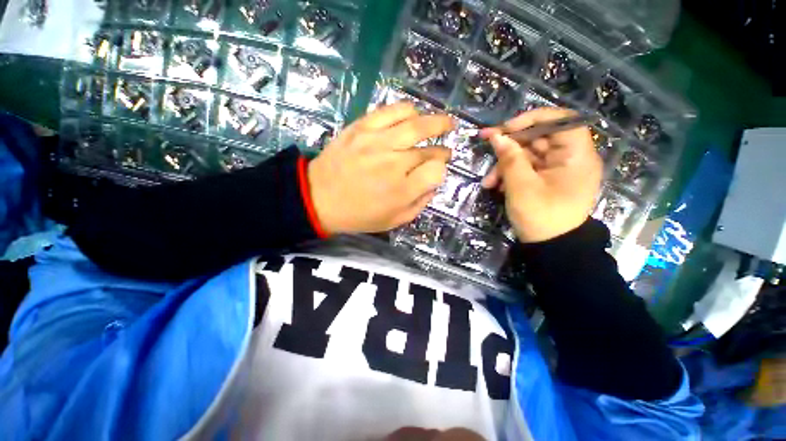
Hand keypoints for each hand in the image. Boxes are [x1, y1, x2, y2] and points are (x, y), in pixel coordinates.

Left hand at [308, 102, 454, 233]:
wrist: (319, 197)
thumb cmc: (358, 215)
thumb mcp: (393, 221)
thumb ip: (419, 204)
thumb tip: (433, 185)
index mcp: (401, 190)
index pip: (436, 171)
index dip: (441, 171)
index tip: (436, 172)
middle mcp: (393, 163)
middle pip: (429, 149)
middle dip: (442, 150)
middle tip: (446, 150)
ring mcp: (377, 142)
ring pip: (416, 124)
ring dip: (436, 122)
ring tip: (444, 123)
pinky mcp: (362, 128)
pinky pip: (391, 111)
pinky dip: (408, 111)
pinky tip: (413, 115)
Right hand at [480, 108, 601, 243]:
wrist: (550, 247)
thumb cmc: (540, 216)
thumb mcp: (521, 186)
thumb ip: (509, 158)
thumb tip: (496, 136)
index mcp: (576, 156)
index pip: (561, 120)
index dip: (533, 118)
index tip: (507, 128)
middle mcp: (570, 158)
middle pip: (539, 138)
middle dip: (510, 147)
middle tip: (486, 147)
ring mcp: (557, 170)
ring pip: (528, 155)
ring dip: (505, 166)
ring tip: (488, 183)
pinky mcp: (546, 180)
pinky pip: (527, 169)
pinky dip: (510, 175)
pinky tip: (497, 187)